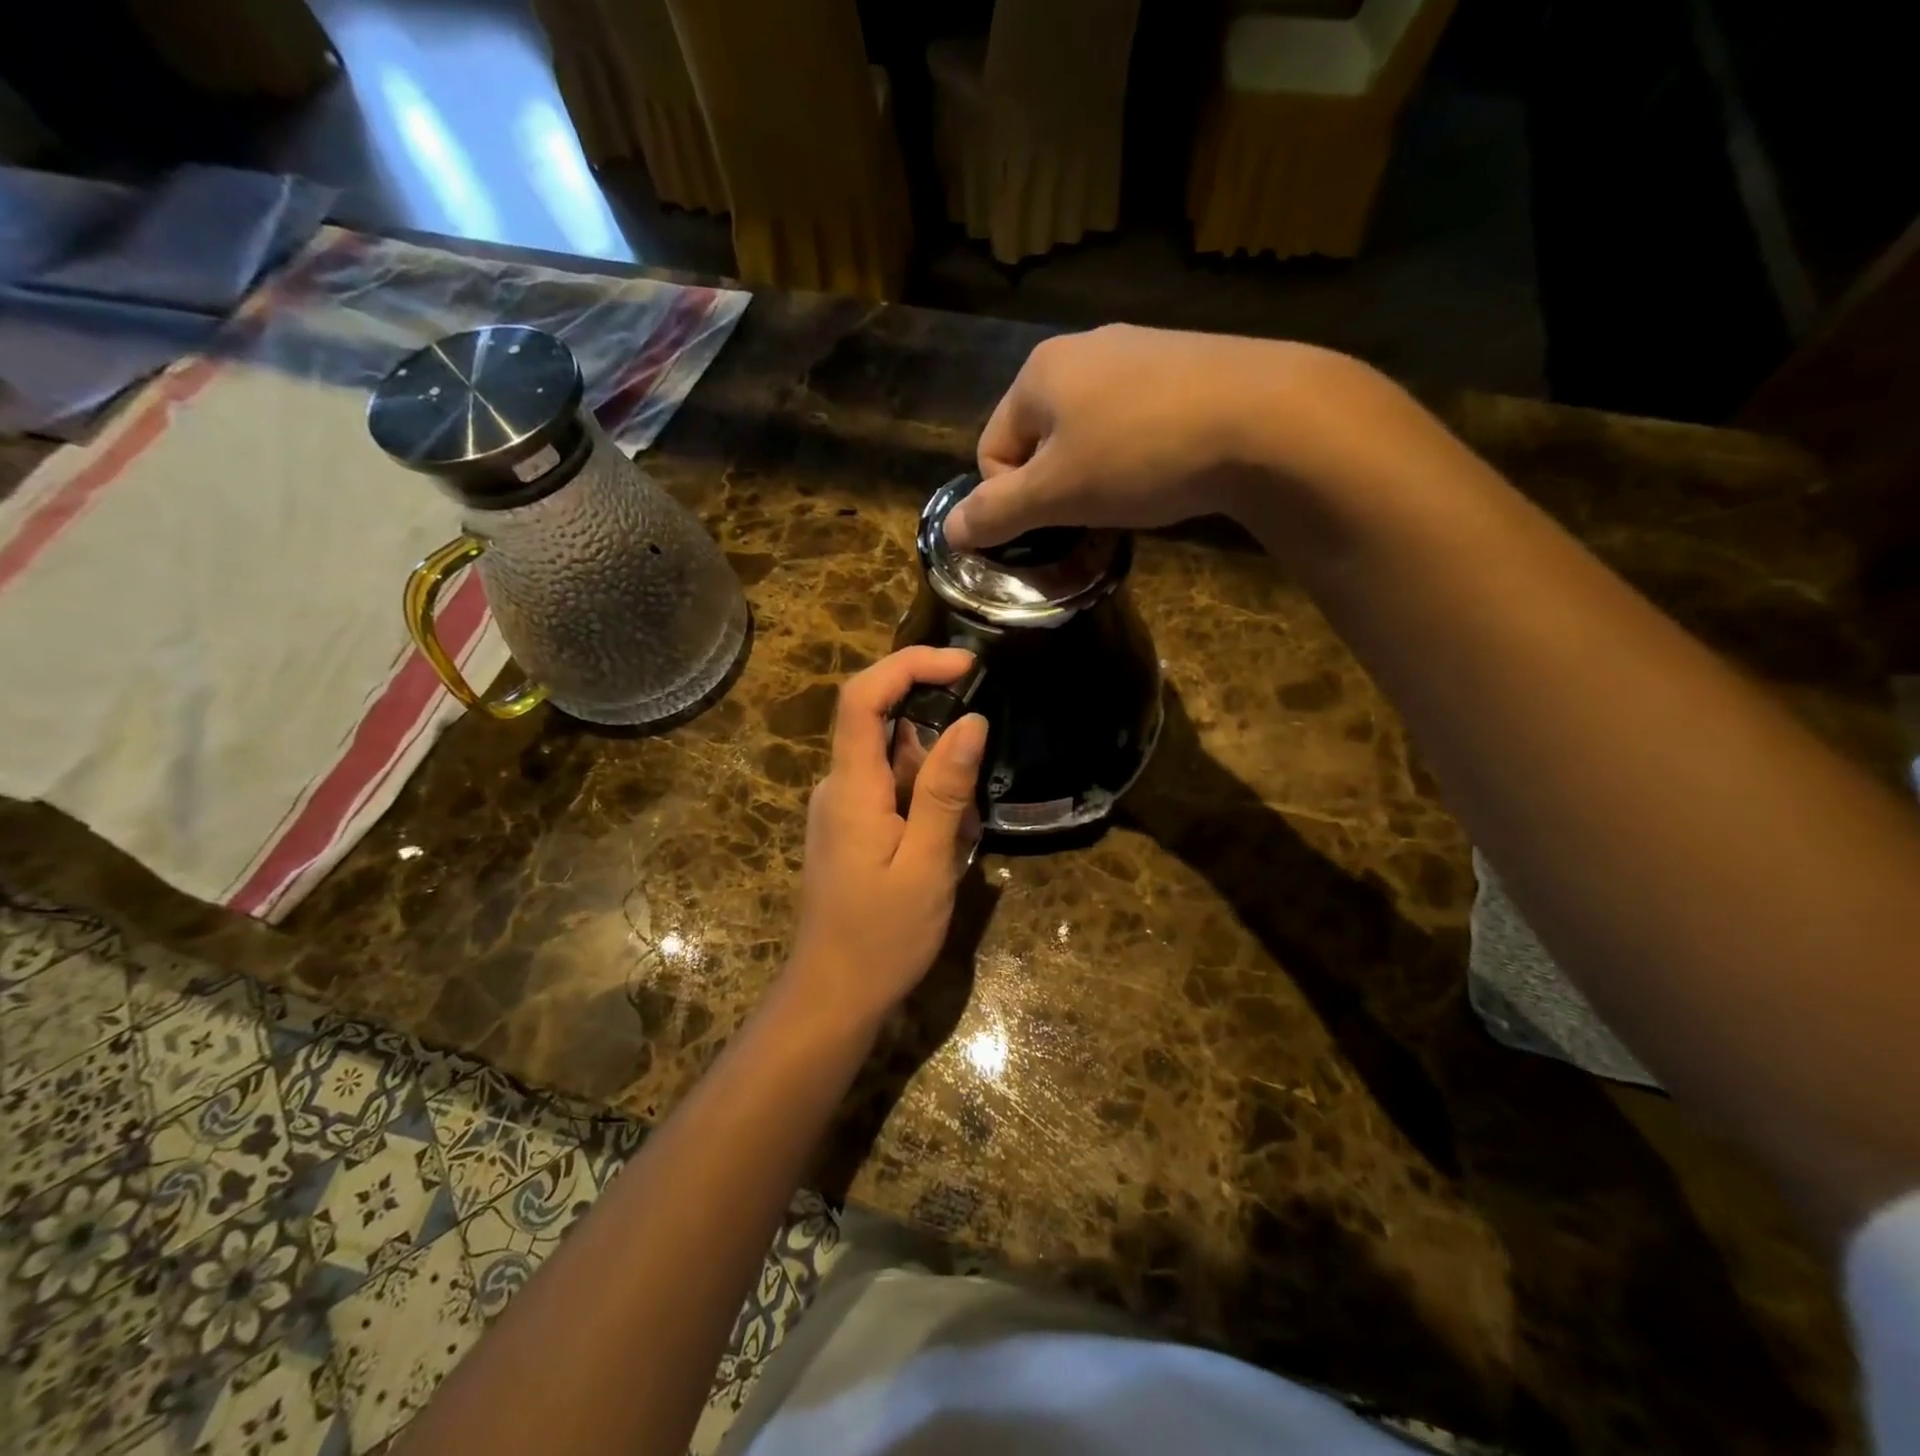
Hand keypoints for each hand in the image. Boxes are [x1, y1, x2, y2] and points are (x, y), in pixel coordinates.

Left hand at [785, 647, 987, 1033]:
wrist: (833, 995)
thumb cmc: (882, 937)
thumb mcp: (928, 864)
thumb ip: (946, 790)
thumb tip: (970, 721)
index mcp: (850, 787)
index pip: (864, 697)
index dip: (910, 664)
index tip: (965, 664)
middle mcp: (838, 786)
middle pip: (888, 730)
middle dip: (940, 752)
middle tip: (969, 811)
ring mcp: (841, 808)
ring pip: (897, 766)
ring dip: (938, 791)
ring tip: (955, 850)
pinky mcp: (850, 828)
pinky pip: (892, 794)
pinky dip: (926, 810)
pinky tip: (940, 856)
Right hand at [944, 324, 1424, 552]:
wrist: (1265, 418)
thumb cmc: (1140, 455)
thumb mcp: (1056, 494)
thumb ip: (995, 513)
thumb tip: (949, 532)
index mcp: (1038, 373)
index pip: (992, 450)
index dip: (1011, 500)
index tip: (1052, 524)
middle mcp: (1082, 349)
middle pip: (1039, 439)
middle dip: (1055, 487)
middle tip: (1090, 518)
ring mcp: (1138, 351)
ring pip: (1088, 432)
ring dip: (1095, 475)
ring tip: (1132, 497)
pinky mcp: (1185, 364)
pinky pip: (1134, 420)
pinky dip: (1136, 454)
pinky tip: (1167, 470)